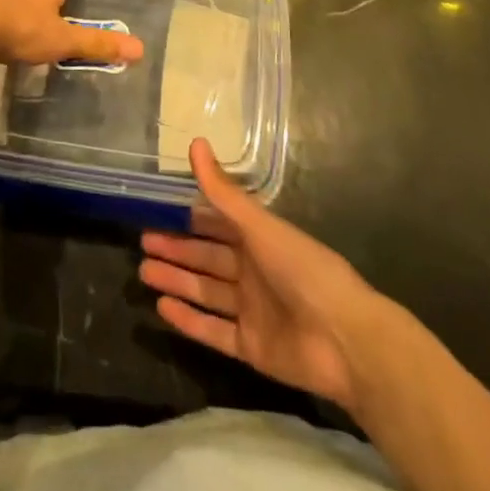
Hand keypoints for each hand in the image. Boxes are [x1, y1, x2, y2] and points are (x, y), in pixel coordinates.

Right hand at [140, 139, 389, 411]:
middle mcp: (254, 273)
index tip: (159, 211)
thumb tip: (196, 143)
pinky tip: (162, 309)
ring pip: (206, 292)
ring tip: (145, 271)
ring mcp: (252, 311)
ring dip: (177, 281)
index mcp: (261, 241)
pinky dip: (189, 320)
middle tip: (143, 243)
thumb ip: (224, 193)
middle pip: (208, 258)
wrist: (346, 340)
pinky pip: (214, 331)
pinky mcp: (252, 348)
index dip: (191, 219)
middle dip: (177, 250)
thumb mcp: (261, 227)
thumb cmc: (304, 270)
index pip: (219, 225)